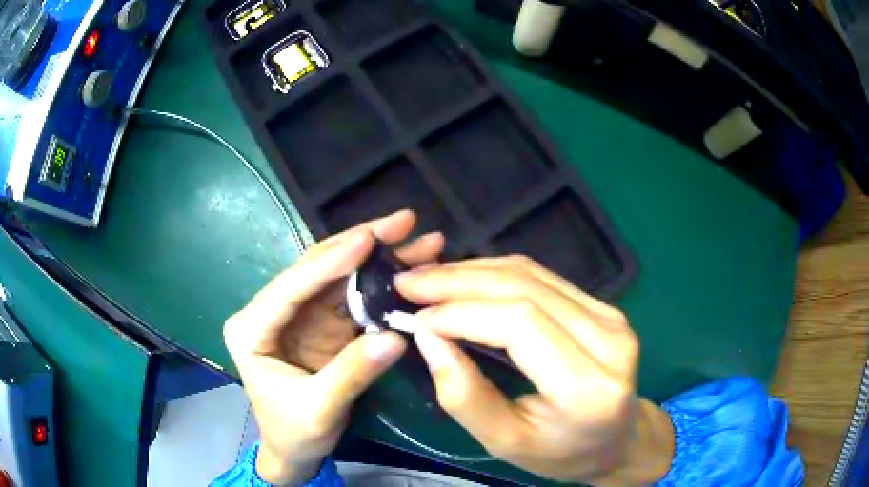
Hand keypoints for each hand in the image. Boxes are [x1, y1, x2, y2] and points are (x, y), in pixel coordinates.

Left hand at [224, 210, 443, 484]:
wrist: (295, 451)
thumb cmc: (294, 433)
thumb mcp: (319, 410)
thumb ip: (353, 373)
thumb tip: (397, 337)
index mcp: (252, 329)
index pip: (290, 288)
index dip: (329, 262)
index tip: (368, 238)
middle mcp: (272, 312)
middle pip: (317, 269)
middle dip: (360, 243)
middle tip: (404, 221)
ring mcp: (299, 315)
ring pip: (339, 276)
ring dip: (377, 257)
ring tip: (417, 239)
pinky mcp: (322, 324)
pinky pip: (353, 296)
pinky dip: (380, 282)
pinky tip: (407, 268)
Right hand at [395, 256, 674, 484]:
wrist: (618, 440)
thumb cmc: (561, 453)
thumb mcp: (505, 443)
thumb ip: (464, 396)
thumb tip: (427, 338)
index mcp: (588, 387)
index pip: (521, 324)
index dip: (462, 311)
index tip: (416, 315)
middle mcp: (608, 340)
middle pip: (525, 289)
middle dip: (459, 280)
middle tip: (410, 282)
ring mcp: (611, 316)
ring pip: (532, 274)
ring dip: (473, 270)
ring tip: (429, 278)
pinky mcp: (605, 307)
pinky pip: (544, 277)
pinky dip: (497, 273)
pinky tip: (465, 279)